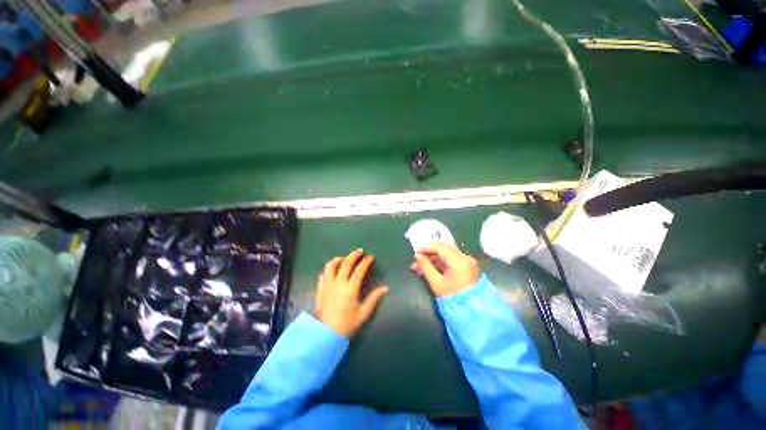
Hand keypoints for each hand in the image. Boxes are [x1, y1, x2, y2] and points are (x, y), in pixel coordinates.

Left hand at [315, 249, 389, 337]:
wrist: (325, 335)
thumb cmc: (346, 324)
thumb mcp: (363, 313)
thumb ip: (374, 298)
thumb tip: (386, 288)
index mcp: (350, 288)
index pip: (359, 270)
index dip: (366, 262)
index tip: (370, 257)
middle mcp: (338, 283)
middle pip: (346, 263)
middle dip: (354, 255)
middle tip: (360, 251)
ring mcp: (327, 285)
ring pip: (331, 265)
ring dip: (339, 259)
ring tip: (345, 258)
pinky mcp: (320, 289)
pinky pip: (324, 274)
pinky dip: (329, 269)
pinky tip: (333, 270)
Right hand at [412, 243, 479, 296]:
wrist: (471, 312)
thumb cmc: (452, 297)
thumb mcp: (436, 282)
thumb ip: (425, 266)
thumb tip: (417, 256)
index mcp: (459, 260)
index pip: (440, 247)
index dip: (426, 247)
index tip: (415, 252)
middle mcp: (465, 257)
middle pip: (443, 249)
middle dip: (428, 253)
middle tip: (417, 260)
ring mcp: (467, 262)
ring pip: (446, 254)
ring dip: (433, 258)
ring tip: (419, 267)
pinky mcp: (466, 267)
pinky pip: (450, 260)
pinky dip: (439, 263)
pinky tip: (429, 268)